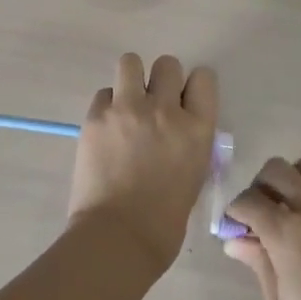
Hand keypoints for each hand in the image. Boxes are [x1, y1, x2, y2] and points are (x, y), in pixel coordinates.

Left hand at [68, 53, 218, 275]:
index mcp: (197, 128)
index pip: (203, 78)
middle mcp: (165, 109)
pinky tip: (105, 129)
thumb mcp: (194, 175)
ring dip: (130, 79)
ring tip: (125, 104)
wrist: (118, 237)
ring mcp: (128, 108)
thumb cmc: (164, 221)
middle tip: (151, 105)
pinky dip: (106, 106)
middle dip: (161, 81)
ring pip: (130, 62)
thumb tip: (176, 129)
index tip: (183, 101)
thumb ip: (188, 142)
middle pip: (167, 65)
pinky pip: (103, 93)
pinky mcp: (97, 116)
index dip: (192, 87)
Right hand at [224, 156, 300, 299]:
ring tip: (286, 212)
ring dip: (289, 179)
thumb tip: (235, 240)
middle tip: (257, 217)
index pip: (249, 200)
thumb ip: (258, 264)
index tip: (233, 230)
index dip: (234, 212)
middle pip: (276, 169)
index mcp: (288, 235)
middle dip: (259, 187)